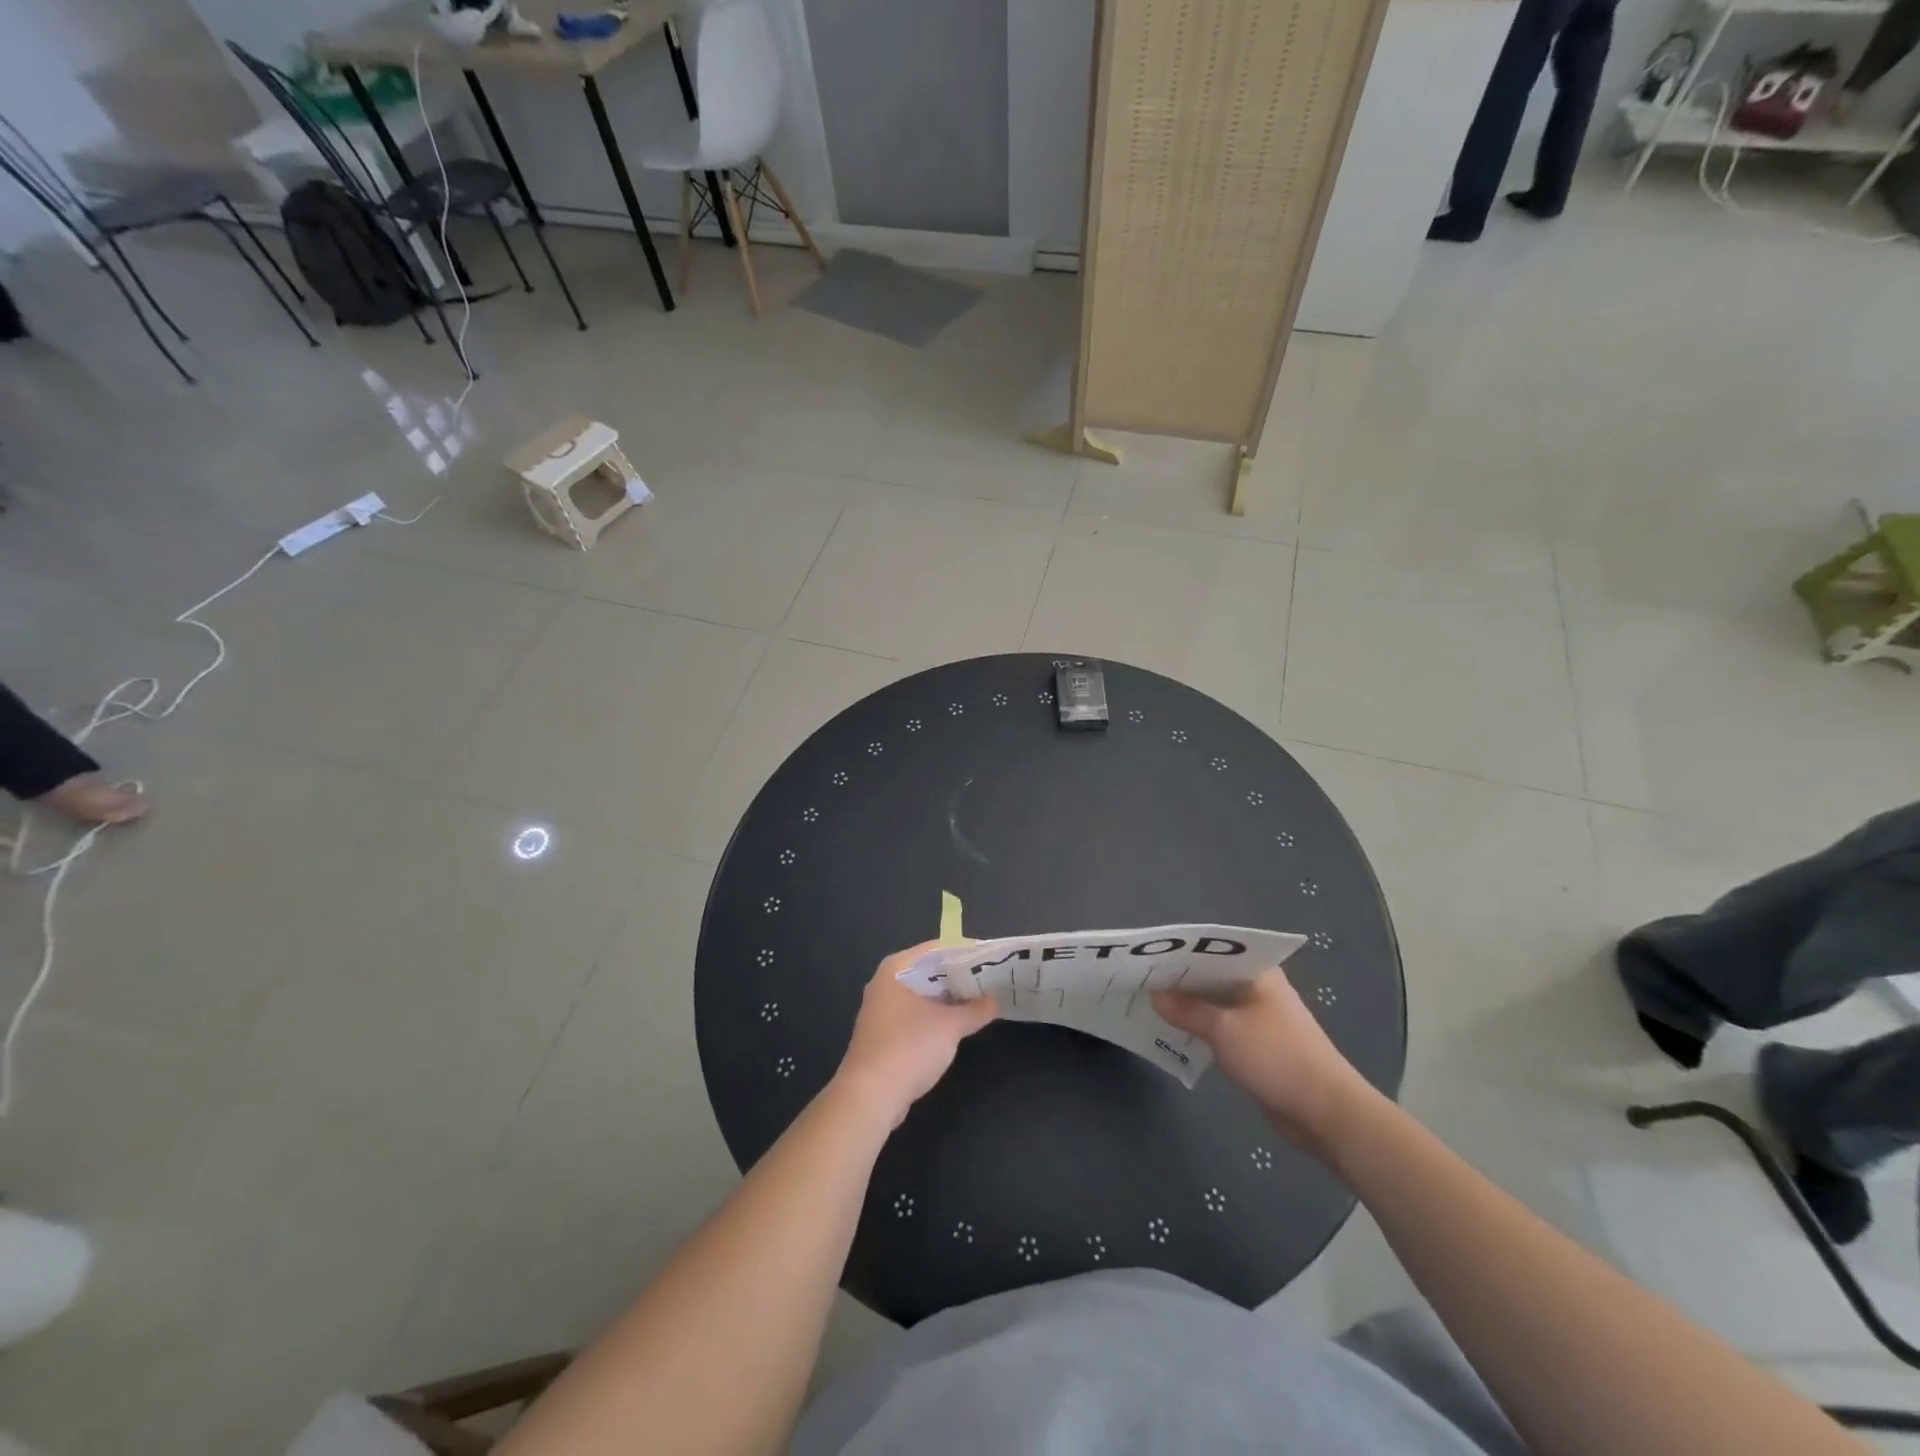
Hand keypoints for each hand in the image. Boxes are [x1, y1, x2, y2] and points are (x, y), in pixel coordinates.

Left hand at [834, 941, 997, 1127]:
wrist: (869, 1097)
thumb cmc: (909, 1048)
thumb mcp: (950, 1026)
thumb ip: (975, 1010)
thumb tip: (995, 1001)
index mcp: (895, 969)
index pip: (936, 949)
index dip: (964, 951)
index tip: (991, 957)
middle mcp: (885, 984)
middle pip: (928, 972)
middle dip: (959, 977)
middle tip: (991, 979)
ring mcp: (882, 1011)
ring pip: (923, 996)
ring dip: (949, 999)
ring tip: (981, 1000)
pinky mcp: (884, 1036)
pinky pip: (916, 1016)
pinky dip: (936, 1017)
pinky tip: (958, 1025)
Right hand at [1153, 967, 1379, 1154]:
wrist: (1326, 1112)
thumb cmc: (1276, 1057)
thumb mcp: (1224, 1030)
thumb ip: (1187, 1010)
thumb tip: (1155, 995)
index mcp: (1257, 973)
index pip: (1212, 951)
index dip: (1180, 954)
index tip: (1147, 958)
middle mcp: (1258, 989)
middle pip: (1211, 976)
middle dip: (1179, 980)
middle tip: (1140, 980)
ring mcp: (1259, 1017)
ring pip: (1215, 1003)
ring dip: (1188, 1006)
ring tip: (1148, 1003)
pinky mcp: (1258, 1045)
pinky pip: (1221, 1028)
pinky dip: (1200, 1028)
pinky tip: (1173, 1031)